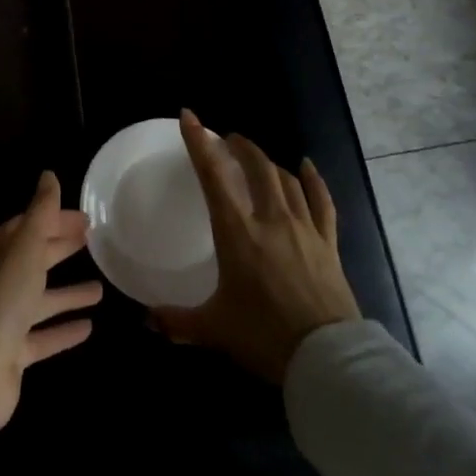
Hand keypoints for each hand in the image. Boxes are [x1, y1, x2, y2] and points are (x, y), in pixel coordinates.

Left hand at [0, 172, 102, 428]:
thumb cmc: (0, 298)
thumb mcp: (24, 247)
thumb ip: (40, 212)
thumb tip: (49, 174)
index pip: (28, 226)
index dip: (55, 219)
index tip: (86, 218)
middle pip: (34, 259)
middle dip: (61, 248)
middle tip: (94, 240)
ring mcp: (4, 318)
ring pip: (41, 299)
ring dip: (68, 292)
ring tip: (101, 288)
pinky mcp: (14, 351)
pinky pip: (44, 336)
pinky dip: (64, 330)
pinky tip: (89, 326)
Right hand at [150, 109, 360, 383]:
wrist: (327, 358)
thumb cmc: (264, 336)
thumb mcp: (214, 329)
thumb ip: (177, 321)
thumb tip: (147, 320)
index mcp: (238, 233)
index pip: (214, 176)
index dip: (199, 143)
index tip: (189, 117)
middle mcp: (271, 220)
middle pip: (257, 168)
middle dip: (240, 147)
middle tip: (227, 139)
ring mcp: (304, 229)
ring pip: (287, 180)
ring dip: (269, 162)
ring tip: (257, 157)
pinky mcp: (328, 243)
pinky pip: (322, 202)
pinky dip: (314, 180)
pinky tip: (307, 166)